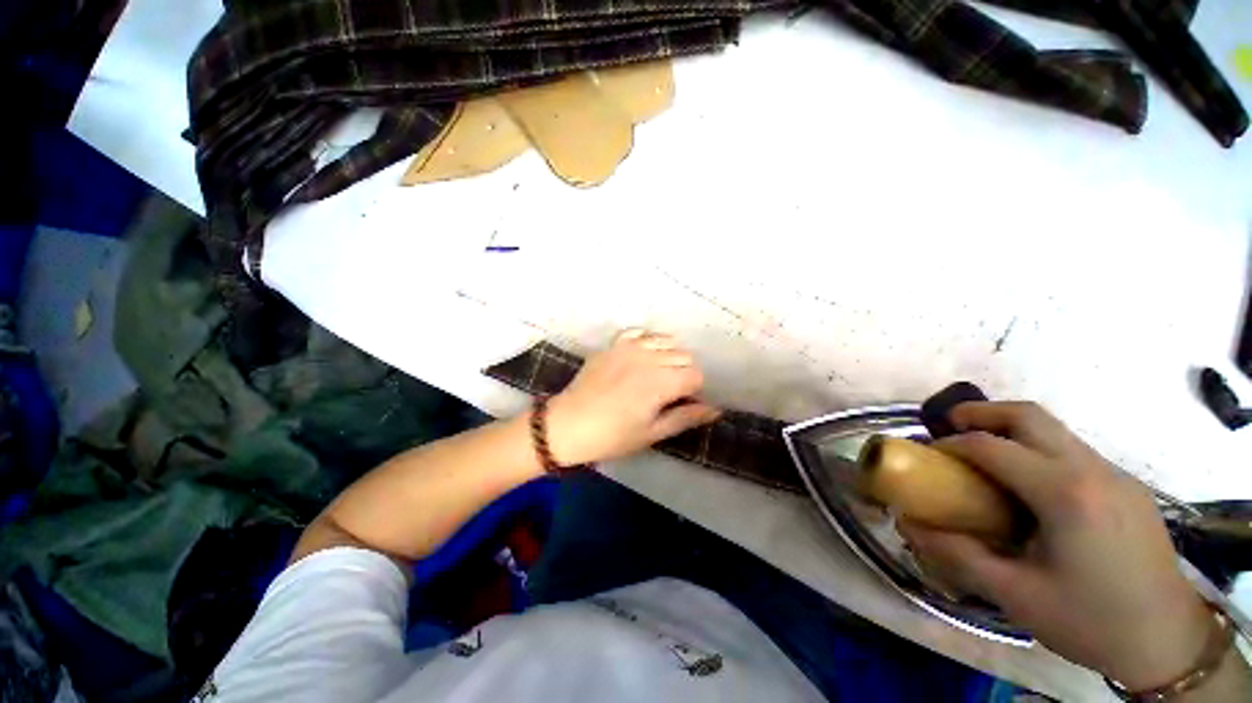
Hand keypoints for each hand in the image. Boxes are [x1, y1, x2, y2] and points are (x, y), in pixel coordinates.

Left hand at [543, 330, 720, 465]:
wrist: (567, 425)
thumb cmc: (612, 436)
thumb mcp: (652, 433)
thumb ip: (685, 417)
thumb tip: (715, 410)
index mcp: (662, 381)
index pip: (696, 375)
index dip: (694, 391)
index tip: (682, 403)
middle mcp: (650, 357)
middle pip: (684, 356)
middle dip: (684, 373)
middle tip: (669, 393)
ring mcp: (630, 347)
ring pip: (666, 341)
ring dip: (669, 356)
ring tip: (657, 374)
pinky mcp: (613, 344)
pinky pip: (640, 333)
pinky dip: (648, 341)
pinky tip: (642, 356)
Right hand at [899, 402, 1212, 690]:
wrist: (1167, 640)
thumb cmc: (1089, 620)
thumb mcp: (1015, 595)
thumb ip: (958, 554)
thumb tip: (911, 526)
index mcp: (1065, 494)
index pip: (993, 447)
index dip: (951, 445)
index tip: (928, 455)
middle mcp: (1092, 470)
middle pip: (1029, 416)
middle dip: (981, 413)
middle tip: (950, 425)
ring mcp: (1116, 475)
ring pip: (1054, 429)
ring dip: (1011, 429)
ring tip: (985, 454)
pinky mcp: (1128, 486)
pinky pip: (1073, 451)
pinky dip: (1038, 450)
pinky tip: (1031, 486)